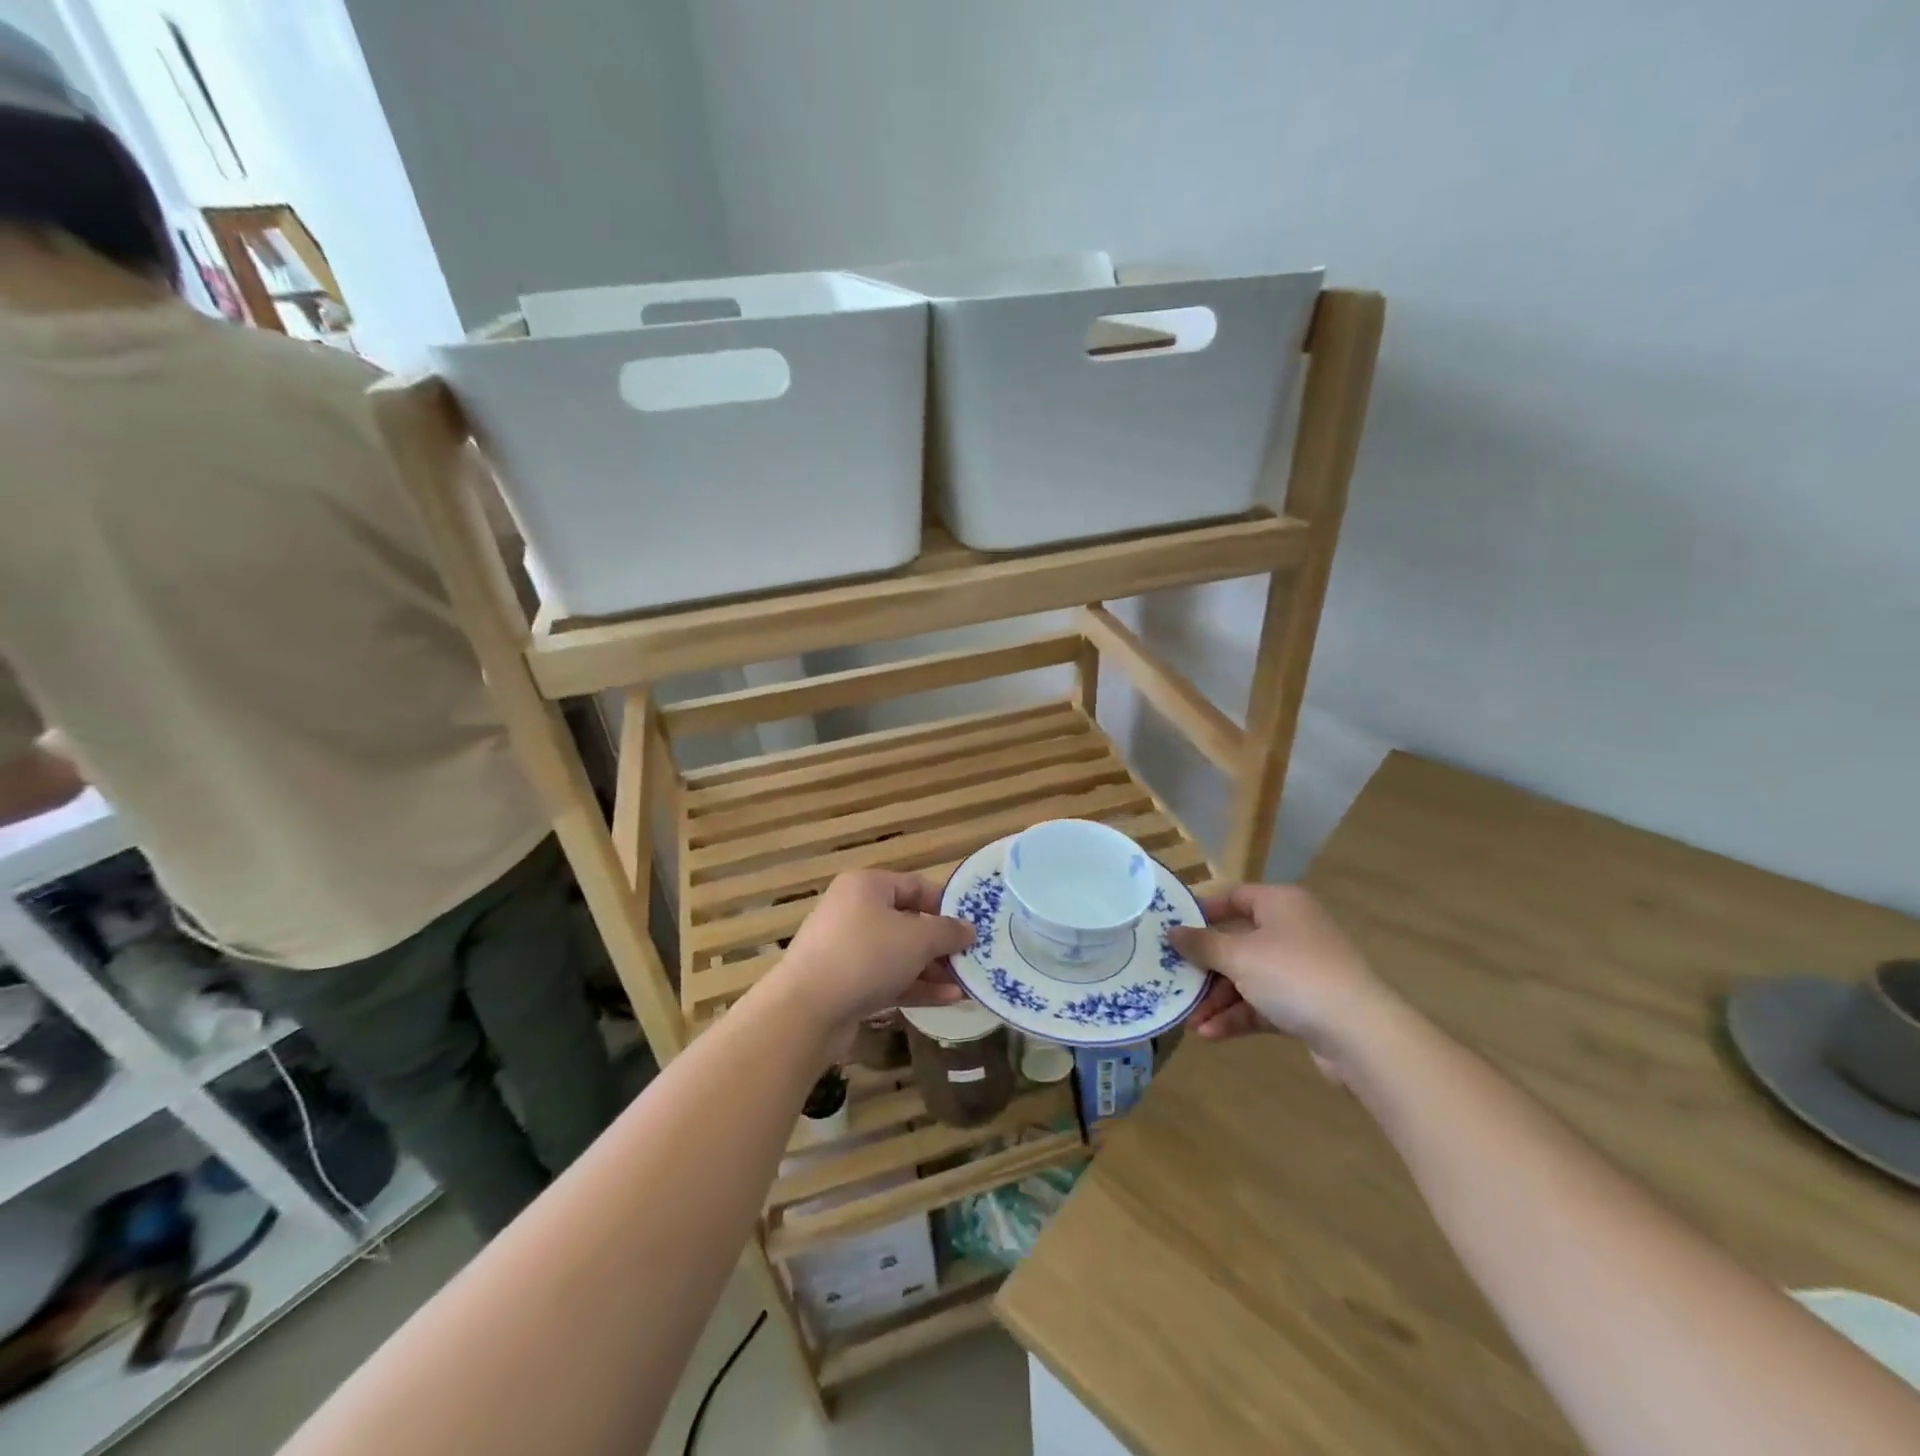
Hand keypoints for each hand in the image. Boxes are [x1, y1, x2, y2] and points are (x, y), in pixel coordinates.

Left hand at [769, 870, 974, 1049]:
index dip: (947, 904)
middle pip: (907, 921)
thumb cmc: (866, 956)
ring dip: (932, 968)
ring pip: (898, 954)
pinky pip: (887, 978)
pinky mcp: (844, 983)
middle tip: (972, 958)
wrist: (806, 1010)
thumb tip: (969, 929)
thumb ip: (948, 932)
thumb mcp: (917, 939)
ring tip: (966, 983)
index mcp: (867, 886)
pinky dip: (915, 986)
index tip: (973, 925)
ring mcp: (846, 949)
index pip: (915, 886)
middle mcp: (854, 911)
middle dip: (941, 943)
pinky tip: (948, 1000)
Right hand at [1170, 884, 1400, 1076]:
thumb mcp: (1238, 956)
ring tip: (1190, 1021)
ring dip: (1218, 999)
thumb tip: (1172, 931)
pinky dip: (1238, 1016)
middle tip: (1175, 982)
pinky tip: (1211, 1034)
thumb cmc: (1293, 975)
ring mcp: (1302, 969)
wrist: (1360, 1034)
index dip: (1203, 912)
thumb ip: (1202, 944)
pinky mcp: (1307, 1005)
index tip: (1173, 930)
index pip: (1235, 896)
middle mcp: (1292, 929)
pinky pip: (1263, 1003)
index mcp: (1281, 903)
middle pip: (1237, 942)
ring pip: (1248, 977)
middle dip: (1205, 969)